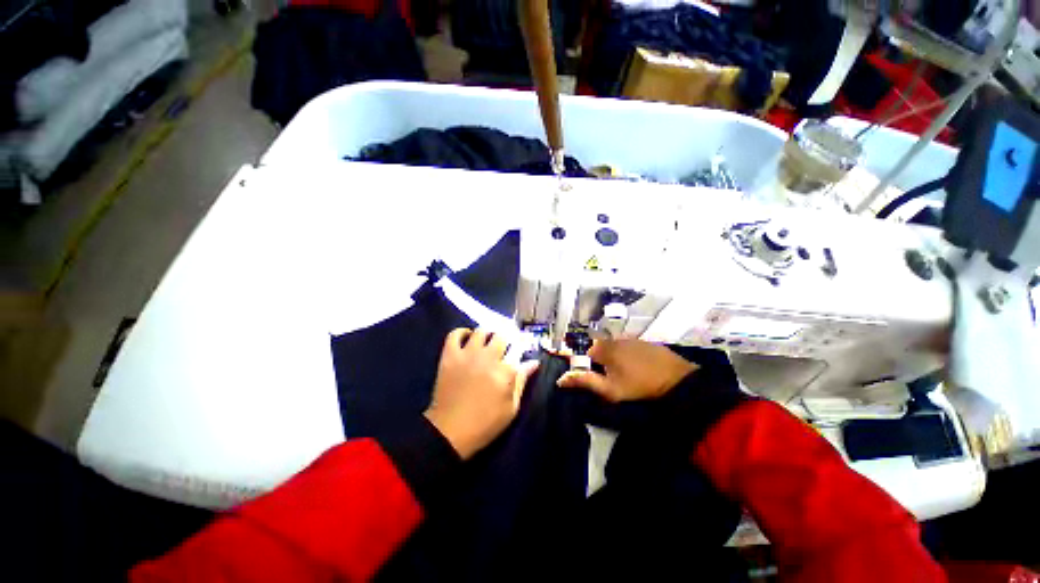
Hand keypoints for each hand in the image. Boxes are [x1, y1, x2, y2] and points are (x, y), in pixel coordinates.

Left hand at [424, 328, 539, 459]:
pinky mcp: (449, 356)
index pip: (518, 347)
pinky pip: (455, 334)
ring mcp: (467, 354)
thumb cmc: (485, 423)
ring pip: (481, 331)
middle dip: (506, 338)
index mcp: (505, 371)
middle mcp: (487, 357)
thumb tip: (534, 362)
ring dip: (487, 334)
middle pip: (501, 335)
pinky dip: (462, 332)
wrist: (449, 432)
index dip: (522, 343)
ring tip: (487, 342)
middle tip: (505, 345)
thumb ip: (522, 381)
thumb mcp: (511, 407)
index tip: (522, 344)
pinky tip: (467, 338)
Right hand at [556, 339, 695, 401]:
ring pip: (613, 346)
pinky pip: (627, 346)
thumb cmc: (638, 386)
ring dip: (613, 357)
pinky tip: (636, 366)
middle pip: (599, 348)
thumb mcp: (609, 389)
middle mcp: (613, 338)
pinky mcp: (643, 340)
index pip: (584, 353)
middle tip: (610, 377)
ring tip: (624, 373)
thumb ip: (584, 382)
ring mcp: (629, 337)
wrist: (675, 379)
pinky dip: (627, 354)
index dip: (587, 366)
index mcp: (603, 348)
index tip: (595, 378)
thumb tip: (560, 379)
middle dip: (600, 362)